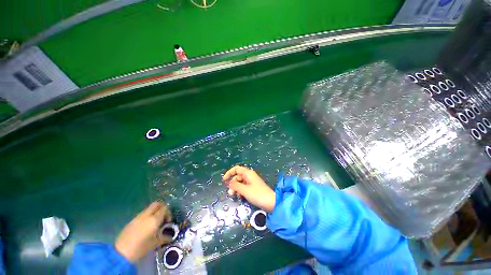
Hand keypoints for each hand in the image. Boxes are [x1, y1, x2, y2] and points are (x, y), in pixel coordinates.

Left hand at [115, 202, 172, 262]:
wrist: (120, 253)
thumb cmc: (140, 248)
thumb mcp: (154, 244)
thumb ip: (164, 238)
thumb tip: (170, 237)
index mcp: (154, 219)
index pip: (165, 208)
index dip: (168, 213)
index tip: (168, 222)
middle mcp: (147, 215)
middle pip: (157, 204)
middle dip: (162, 208)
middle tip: (163, 217)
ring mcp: (138, 217)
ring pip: (149, 209)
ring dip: (154, 212)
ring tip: (154, 223)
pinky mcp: (131, 221)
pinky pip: (142, 214)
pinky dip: (147, 216)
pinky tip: (145, 227)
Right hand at [223, 166, 275, 211]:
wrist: (271, 202)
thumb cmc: (257, 194)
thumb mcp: (244, 190)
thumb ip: (235, 185)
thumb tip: (229, 183)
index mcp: (248, 173)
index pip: (236, 169)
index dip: (229, 173)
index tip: (224, 180)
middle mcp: (249, 176)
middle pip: (237, 177)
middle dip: (232, 184)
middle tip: (230, 194)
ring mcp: (251, 182)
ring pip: (240, 183)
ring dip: (236, 189)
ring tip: (235, 197)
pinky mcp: (253, 188)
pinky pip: (244, 187)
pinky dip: (241, 191)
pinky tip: (240, 198)